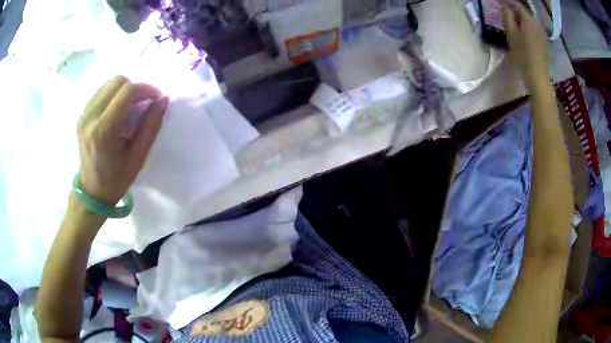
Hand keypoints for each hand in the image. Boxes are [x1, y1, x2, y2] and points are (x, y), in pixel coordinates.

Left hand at [77, 75, 168, 205]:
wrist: (91, 192)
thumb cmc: (116, 180)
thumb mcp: (138, 158)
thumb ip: (150, 127)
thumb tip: (163, 100)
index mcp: (104, 130)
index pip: (127, 92)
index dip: (147, 89)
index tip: (157, 97)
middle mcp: (90, 117)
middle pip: (117, 81)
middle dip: (136, 87)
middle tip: (144, 103)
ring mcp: (83, 115)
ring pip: (108, 83)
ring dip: (124, 89)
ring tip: (131, 106)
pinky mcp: (81, 115)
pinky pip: (100, 91)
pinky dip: (113, 94)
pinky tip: (117, 109)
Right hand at [503, 1, 547, 85]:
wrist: (537, 75)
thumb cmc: (522, 54)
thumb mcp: (511, 33)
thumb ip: (508, 16)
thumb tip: (506, 7)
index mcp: (529, 20)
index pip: (517, 4)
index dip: (508, 1)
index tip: (500, 1)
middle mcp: (537, 23)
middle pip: (524, 12)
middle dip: (514, 10)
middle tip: (505, 12)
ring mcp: (542, 32)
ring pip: (529, 20)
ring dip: (520, 19)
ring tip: (513, 22)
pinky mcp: (543, 40)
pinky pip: (533, 27)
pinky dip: (526, 26)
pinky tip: (521, 31)